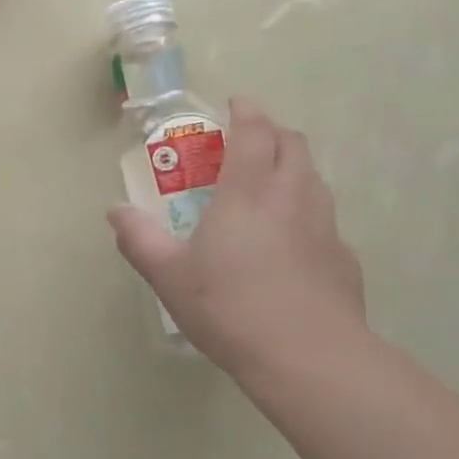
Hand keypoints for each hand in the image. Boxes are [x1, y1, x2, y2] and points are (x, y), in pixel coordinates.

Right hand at [109, 98, 367, 386]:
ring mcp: (325, 226)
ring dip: (293, 167)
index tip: (237, 102)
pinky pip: (324, 217)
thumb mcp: (169, 276)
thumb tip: (116, 211)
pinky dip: (306, 209)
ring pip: (314, 178)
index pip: (254, 132)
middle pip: (293, 145)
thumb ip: (139, 239)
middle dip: (273, 132)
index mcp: (248, 192)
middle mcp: (292, 197)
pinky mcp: (343, 257)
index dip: (246, 111)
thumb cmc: (229, 308)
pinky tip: (291, 241)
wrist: (308, 356)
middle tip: (249, 141)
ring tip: (269, 184)